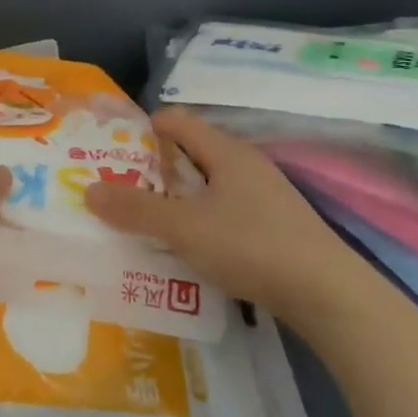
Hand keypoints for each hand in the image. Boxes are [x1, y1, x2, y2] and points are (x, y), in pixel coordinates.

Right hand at [85, 106, 347, 315]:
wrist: (328, 295)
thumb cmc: (251, 246)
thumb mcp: (184, 228)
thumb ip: (136, 209)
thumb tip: (89, 190)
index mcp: (225, 151)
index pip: (176, 121)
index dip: (141, 130)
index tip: (111, 153)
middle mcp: (245, 164)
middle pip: (190, 152)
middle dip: (153, 169)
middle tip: (119, 191)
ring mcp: (264, 195)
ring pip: (208, 185)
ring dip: (176, 199)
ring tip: (146, 222)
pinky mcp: (274, 225)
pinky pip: (225, 210)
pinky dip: (200, 220)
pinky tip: (189, 248)